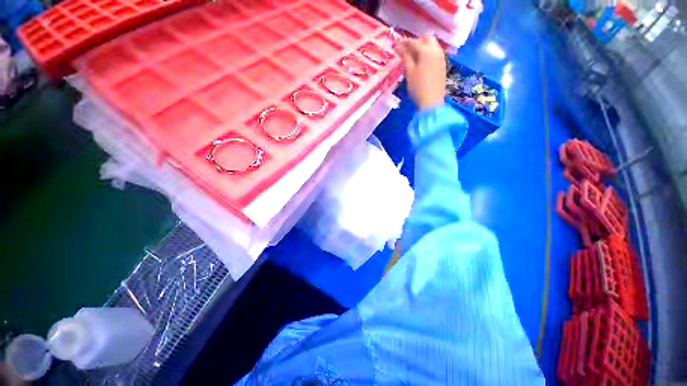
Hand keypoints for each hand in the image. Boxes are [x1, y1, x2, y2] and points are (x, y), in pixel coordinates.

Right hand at [394, 36, 445, 109]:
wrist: (432, 101)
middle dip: (416, 42)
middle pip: (426, 39)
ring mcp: (441, 57)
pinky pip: (435, 53)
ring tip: (413, 57)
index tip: (395, 45)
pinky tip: (422, 63)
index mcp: (426, 50)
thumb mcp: (409, 72)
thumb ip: (405, 57)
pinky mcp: (443, 65)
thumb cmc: (418, 87)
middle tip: (407, 50)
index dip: (403, 43)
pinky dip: (428, 54)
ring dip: (423, 47)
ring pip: (432, 45)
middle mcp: (436, 50)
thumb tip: (399, 47)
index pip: (413, 42)